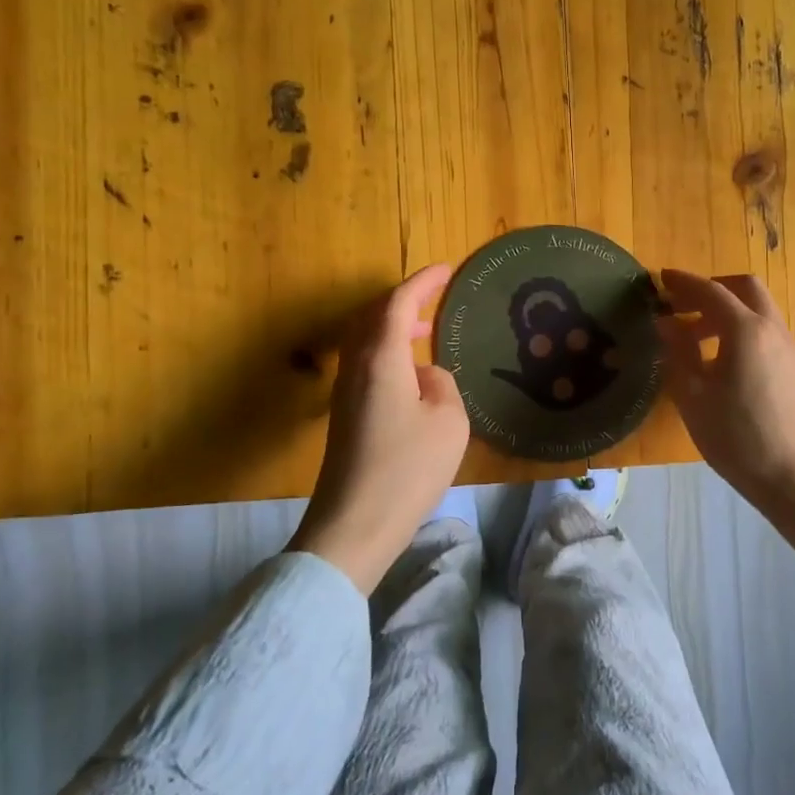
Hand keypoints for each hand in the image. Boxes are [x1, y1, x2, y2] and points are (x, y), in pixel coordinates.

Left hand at [292, 265, 470, 593]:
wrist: (355, 524)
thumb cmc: (408, 468)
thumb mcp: (449, 420)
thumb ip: (442, 383)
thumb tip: (425, 375)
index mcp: (381, 358)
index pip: (397, 303)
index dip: (422, 282)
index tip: (446, 270)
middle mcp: (356, 366)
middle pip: (373, 316)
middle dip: (403, 300)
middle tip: (434, 296)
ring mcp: (345, 391)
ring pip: (366, 340)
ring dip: (393, 326)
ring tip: (426, 331)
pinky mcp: (345, 414)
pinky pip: (366, 364)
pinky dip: (388, 352)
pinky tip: (411, 374)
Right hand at [656, 269, 794, 517]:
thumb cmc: (736, 437)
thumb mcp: (693, 396)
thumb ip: (678, 352)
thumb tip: (665, 322)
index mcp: (745, 330)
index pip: (711, 291)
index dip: (683, 282)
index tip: (660, 278)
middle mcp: (772, 329)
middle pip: (745, 288)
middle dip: (712, 287)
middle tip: (681, 304)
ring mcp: (789, 349)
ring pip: (758, 310)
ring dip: (727, 310)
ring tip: (694, 336)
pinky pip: (766, 332)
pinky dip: (741, 329)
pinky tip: (722, 359)